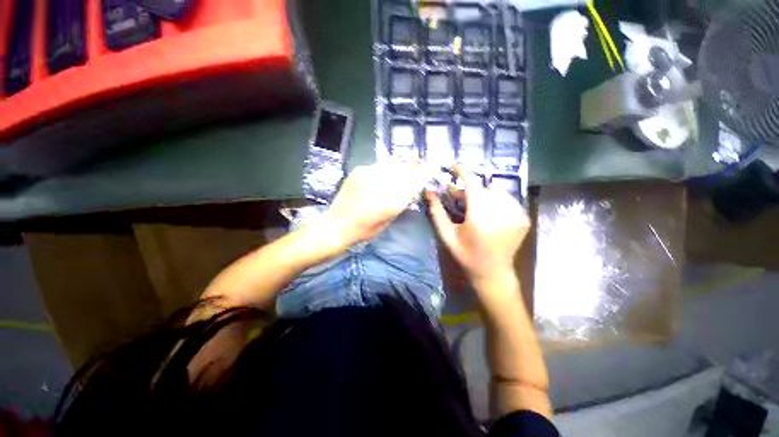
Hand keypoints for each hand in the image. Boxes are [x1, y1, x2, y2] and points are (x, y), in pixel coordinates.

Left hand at [323, 160, 433, 249]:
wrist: (337, 224)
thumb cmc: (365, 230)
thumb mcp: (389, 219)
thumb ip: (401, 201)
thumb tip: (409, 187)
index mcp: (393, 200)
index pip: (417, 180)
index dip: (429, 170)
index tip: (437, 163)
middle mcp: (383, 183)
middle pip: (407, 167)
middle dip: (416, 165)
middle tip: (420, 165)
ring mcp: (369, 174)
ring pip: (394, 162)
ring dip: (401, 165)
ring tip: (402, 169)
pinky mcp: (359, 170)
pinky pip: (379, 164)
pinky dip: (386, 168)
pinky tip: (383, 175)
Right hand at [426, 179, 529, 284]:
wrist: (492, 272)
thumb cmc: (466, 254)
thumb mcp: (447, 235)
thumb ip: (437, 212)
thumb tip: (429, 191)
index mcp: (479, 218)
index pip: (471, 185)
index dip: (461, 172)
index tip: (453, 165)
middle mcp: (501, 213)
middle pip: (482, 188)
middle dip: (468, 190)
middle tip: (457, 197)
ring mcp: (516, 215)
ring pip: (496, 192)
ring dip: (483, 195)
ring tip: (474, 206)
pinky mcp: (523, 219)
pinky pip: (507, 200)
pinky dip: (496, 201)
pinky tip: (489, 213)